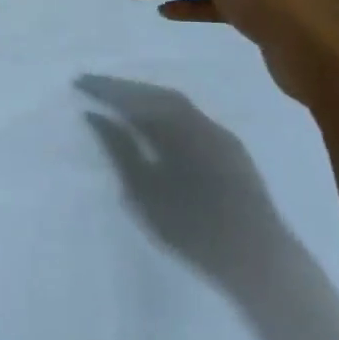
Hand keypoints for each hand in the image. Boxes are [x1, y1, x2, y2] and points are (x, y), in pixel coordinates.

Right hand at [79, 75, 283, 283]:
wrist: (259, 258)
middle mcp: (200, 119)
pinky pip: (191, 118)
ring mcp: (219, 132)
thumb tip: (95, 115)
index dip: (106, 88)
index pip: (135, 97)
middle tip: (96, 87)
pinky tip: (157, 126)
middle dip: (126, 89)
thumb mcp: (145, 193)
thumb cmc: (194, 230)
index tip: (80, 81)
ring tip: (121, 103)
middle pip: (157, 94)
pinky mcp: (231, 149)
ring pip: (177, 105)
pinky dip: (167, 114)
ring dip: (147, 100)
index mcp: (177, 125)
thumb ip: (119, 150)